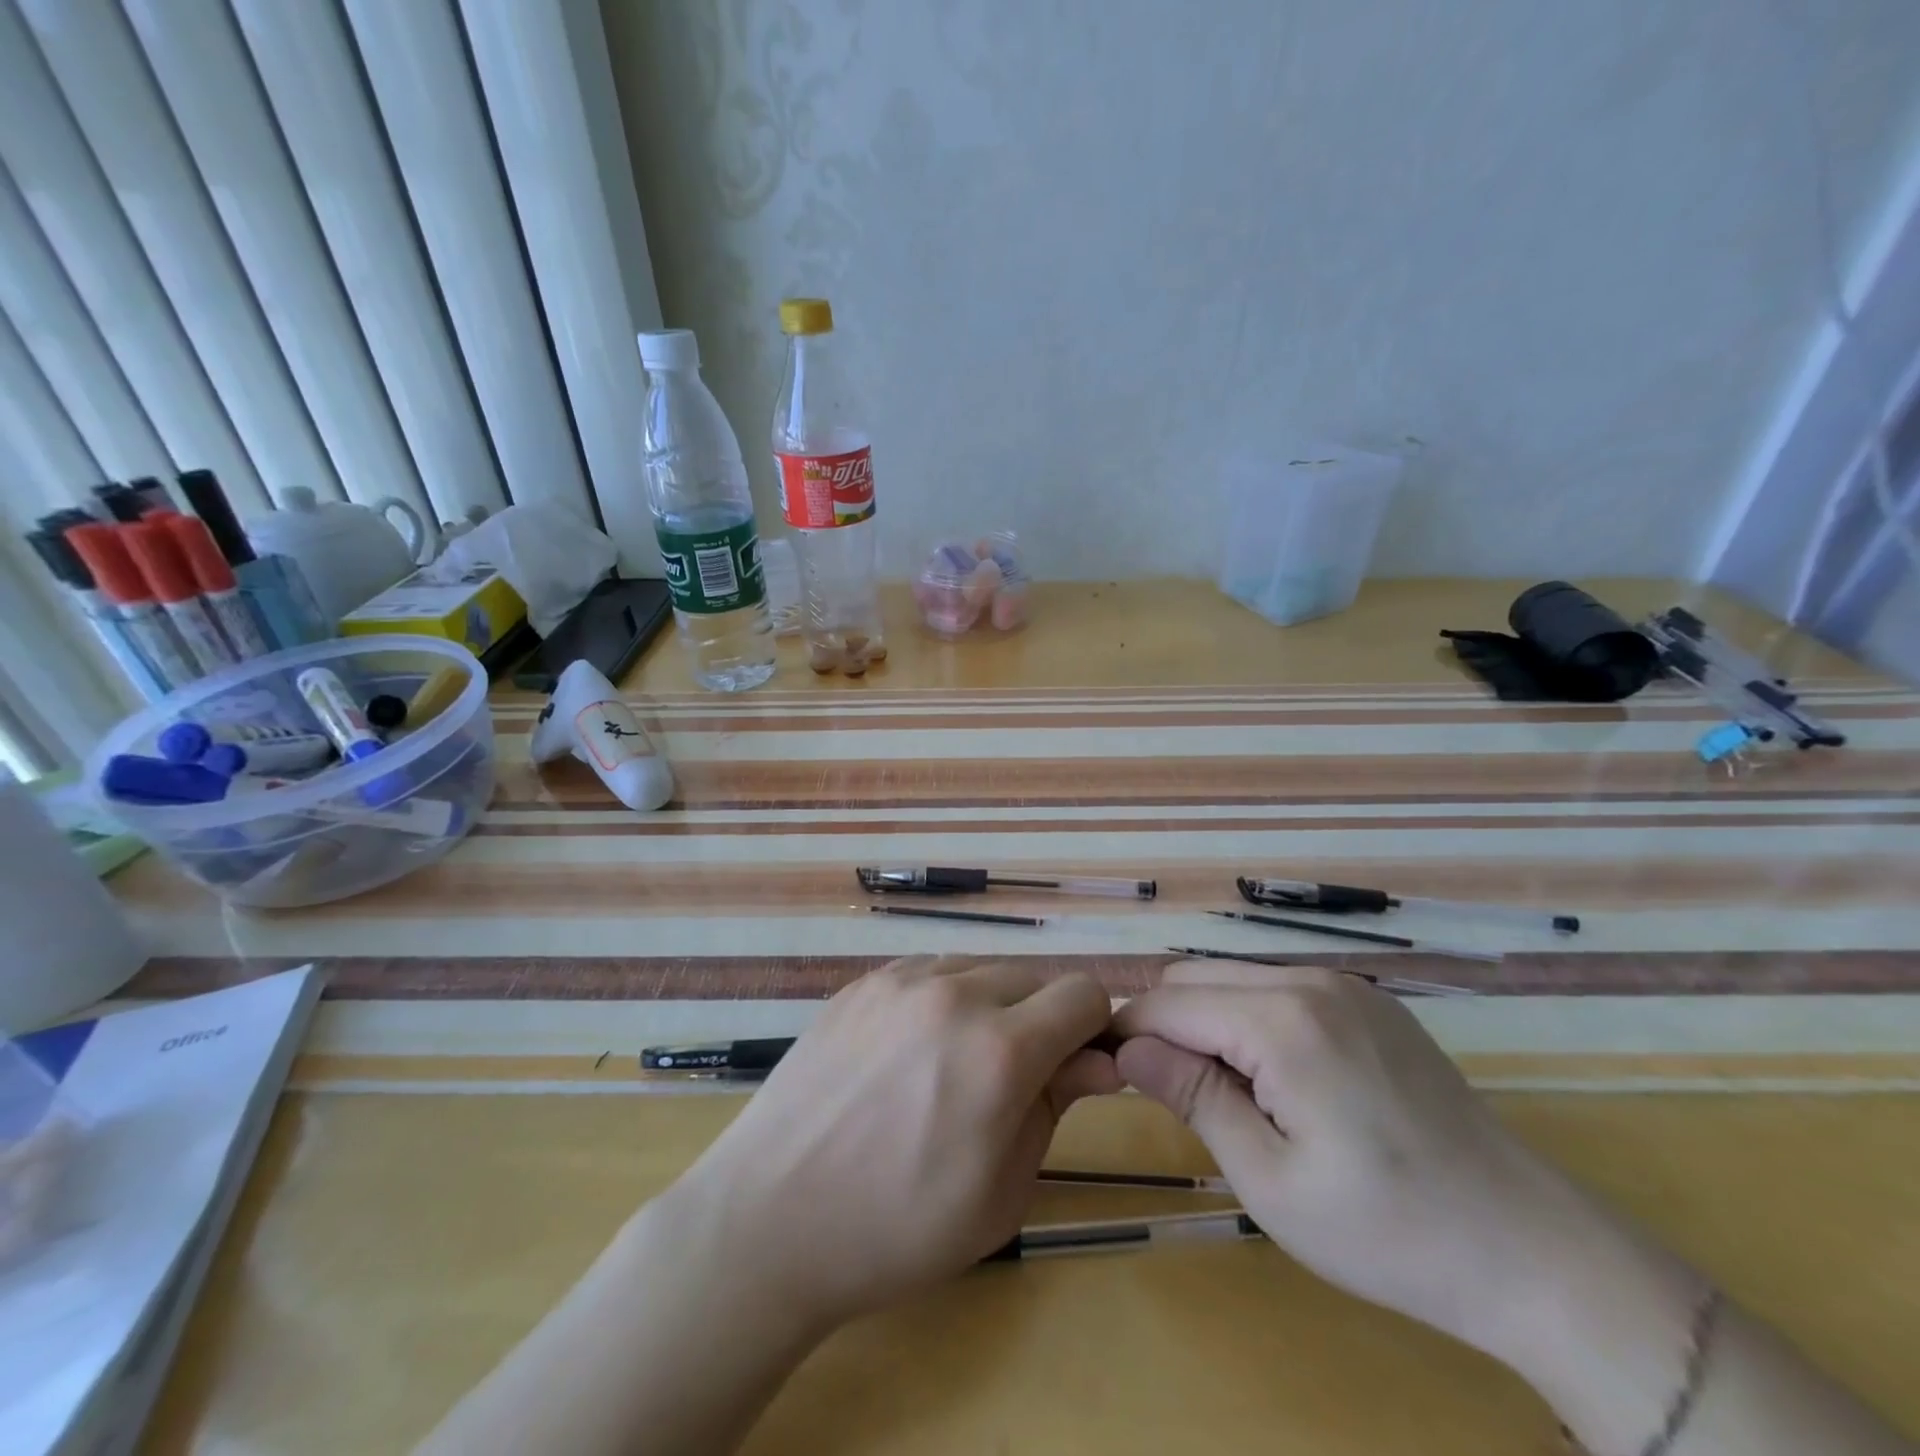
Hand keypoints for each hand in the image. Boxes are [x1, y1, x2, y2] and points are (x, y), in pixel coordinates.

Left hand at [661, 955, 1118, 1332]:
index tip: (1074, 1070)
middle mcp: (953, 993)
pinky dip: (941, 1000)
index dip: (1092, 1031)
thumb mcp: (1002, 1193)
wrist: (769, 1218)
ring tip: (954, 1067)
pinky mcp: (862, 983)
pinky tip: (910, 1053)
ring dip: (990, 1006)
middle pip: (1034, 976)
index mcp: (999, 1049)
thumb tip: (1099, 1060)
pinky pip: (929, 972)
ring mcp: (900, 980)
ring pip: (980, 968)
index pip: (1084, 994)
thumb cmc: (897, 1228)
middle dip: (1042, 1020)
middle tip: (1011, 1081)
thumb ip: (1057, 1107)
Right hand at [1112, 960, 1682, 1371]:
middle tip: (1173, 1097)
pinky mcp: (1369, 1000)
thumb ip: (1192, 1097)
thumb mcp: (1269, 1181)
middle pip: (1195, 976)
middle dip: (1166, 1024)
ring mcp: (1345, 985)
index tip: (1111, 1074)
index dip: (1128, 1034)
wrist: (1531, 1249)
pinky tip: (1279, 1081)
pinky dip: (1252, 1019)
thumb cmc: (1388, 1232)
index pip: (1168, 1003)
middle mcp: (1309, 980)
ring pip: (1235, 978)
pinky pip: (1280, 989)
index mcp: (1282, 1022)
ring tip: (1227, 1094)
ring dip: (1209, 1021)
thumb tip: (1125, 1049)